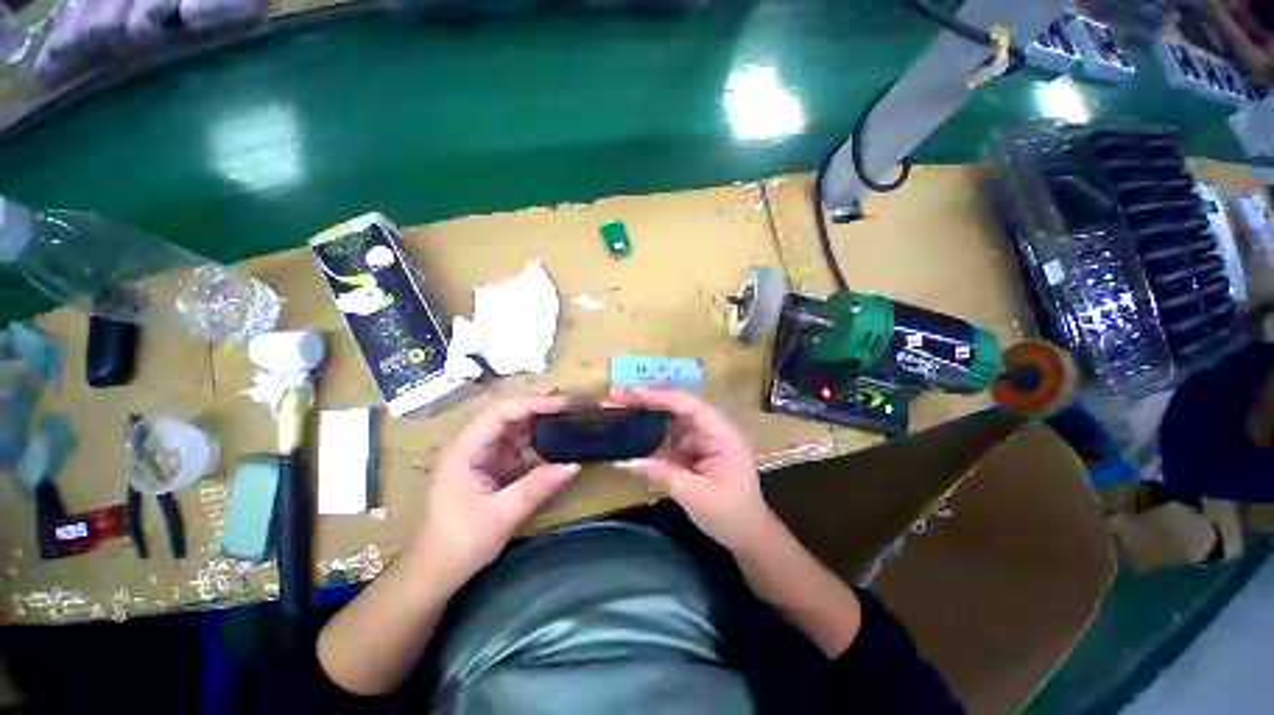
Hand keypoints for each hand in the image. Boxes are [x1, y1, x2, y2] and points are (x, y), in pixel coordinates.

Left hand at [413, 396, 579, 580]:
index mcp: (465, 449)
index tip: (563, 405)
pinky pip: (517, 447)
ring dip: (540, 426)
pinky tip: (556, 445)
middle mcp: (472, 445)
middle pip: (508, 416)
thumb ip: (536, 487)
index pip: (500, 412)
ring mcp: (482, 456)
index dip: (532, 404)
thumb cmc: (460, 542)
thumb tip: (573, 465)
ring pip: (514, 430)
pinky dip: (537, 444)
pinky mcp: (491, 468)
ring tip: (569, 423)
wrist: (436, 573)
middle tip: (572, 411)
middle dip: (539, 410)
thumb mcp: (500, 515)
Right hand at [610, 387, 776, 552]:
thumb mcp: (695, 495)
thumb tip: (625, 461)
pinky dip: (651, 437)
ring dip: (646, 417)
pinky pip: (670, 439)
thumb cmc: (730, 514)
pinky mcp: (694, 451)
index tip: (631, 393)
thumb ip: (662, 474)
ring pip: (670, 421)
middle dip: (646, 402)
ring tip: (618, 412)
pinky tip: (632, 435)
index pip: (689, 405)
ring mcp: (702, 440)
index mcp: (722, 433)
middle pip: (677, 408)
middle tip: (614, 397)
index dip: (659, 396)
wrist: (749, 536)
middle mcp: (712, 429)